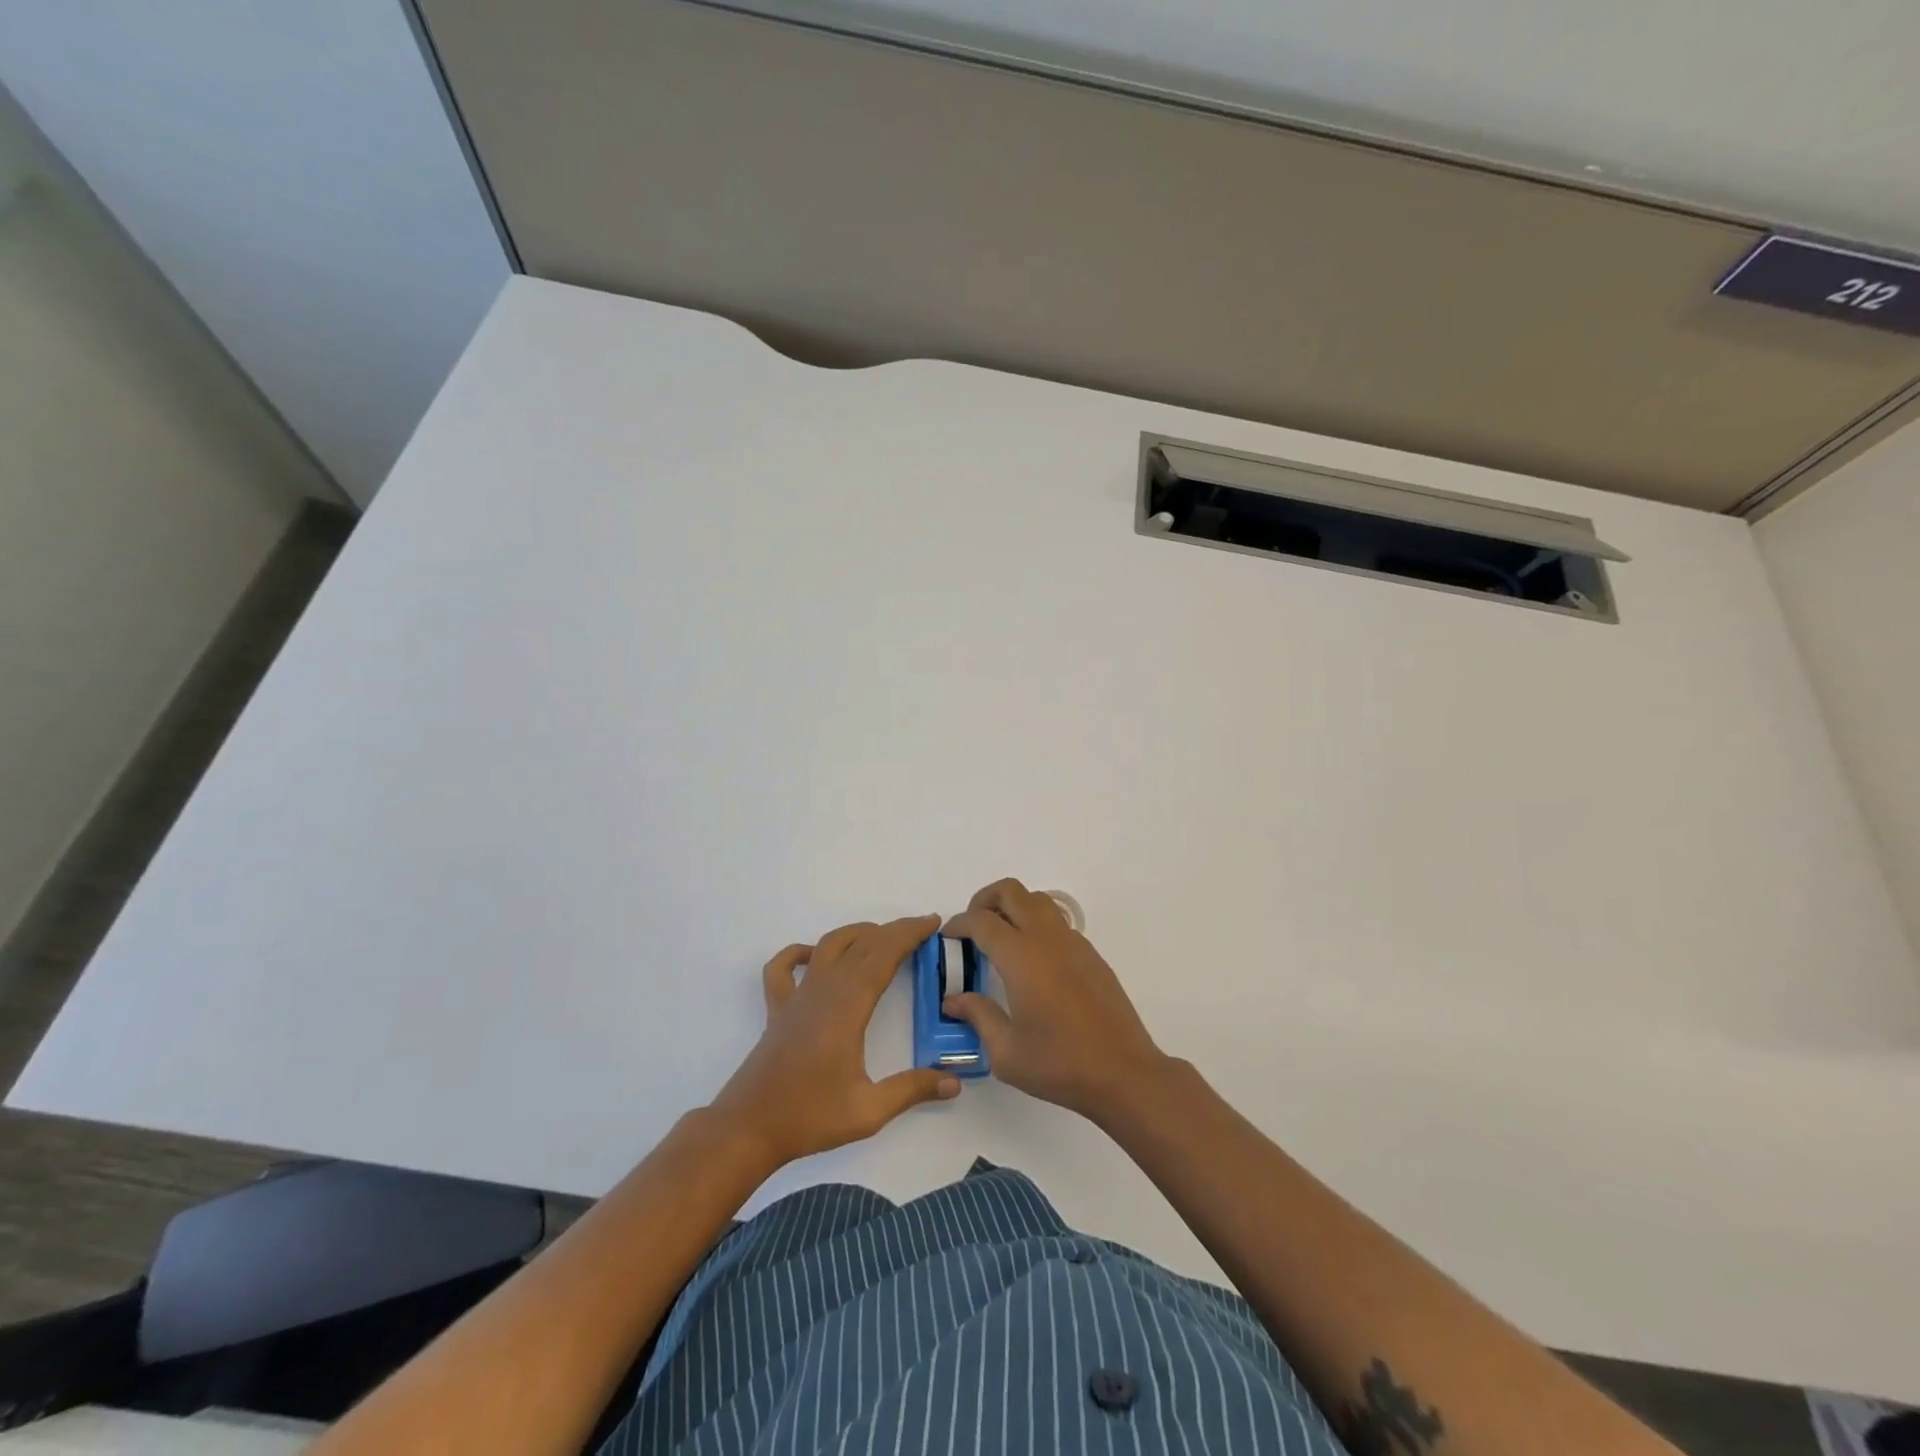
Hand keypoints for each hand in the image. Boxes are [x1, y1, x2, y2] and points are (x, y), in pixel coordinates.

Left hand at [710, 915, 960, 1167]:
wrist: (748, 1128)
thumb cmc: (809, 1116)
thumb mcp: (869, 1110)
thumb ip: (912, 1090)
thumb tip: (955, 1082)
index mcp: (848, 1006)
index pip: (884, 954)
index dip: (909, 933)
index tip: (932, 922)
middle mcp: (823, 990)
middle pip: (862, 944)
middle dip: (894, 931)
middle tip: (921, 929)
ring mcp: (797, 997)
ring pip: (828, 946)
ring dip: (857, 934)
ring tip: (881, 937)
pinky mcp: (777, 1009)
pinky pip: (784, 967)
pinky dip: (799, 952)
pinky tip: (813, 956)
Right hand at [943, 879, 1168, 1121]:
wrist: (1124, 1073)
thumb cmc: (1060, 1064)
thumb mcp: (1006, 1052)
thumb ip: (978, 1016)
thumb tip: (954, 999)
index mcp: (1021, 958)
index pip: (982, 921)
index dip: (959, 924)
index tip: (947, 937)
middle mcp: (1047, 939)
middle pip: (1011, 891)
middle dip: (984, 900)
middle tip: (972, 928)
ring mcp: (1074, 943)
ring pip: (1037, 900)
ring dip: (1013, 907)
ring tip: (1001, 939)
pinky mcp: (1091, 954)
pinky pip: (1057, 922)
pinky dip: (1036, 925)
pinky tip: (1032, 962)